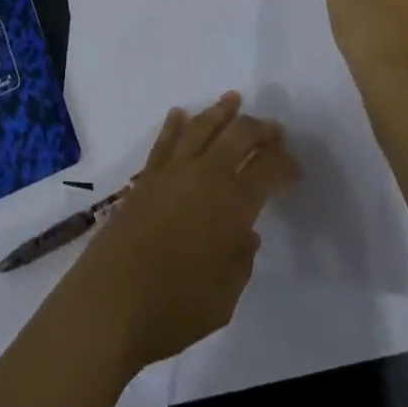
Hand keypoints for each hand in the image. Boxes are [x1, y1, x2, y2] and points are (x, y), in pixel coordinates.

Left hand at [60, 92, 300, 369]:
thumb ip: (241, 260)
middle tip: (274, 130)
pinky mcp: (146, 177)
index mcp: (232, 203)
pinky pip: (165, 140)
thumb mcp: (225, 299)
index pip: (268, 169)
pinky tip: (180, 114)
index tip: (296, 169)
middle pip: (237, 136)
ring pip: (201, 127)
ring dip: (220, 111)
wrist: (111, 300)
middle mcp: (205, 175)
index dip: (286, 164)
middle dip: (260, 129)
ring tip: (234, 99)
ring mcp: (172, 171)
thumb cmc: (175, 307)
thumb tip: (246, 233)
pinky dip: (176, 124)